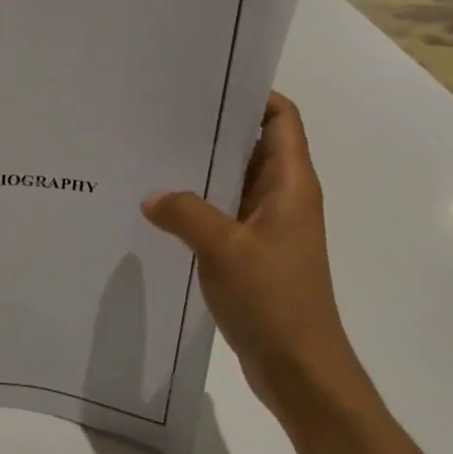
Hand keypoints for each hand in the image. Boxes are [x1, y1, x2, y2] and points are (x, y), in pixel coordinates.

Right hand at [142, 92, 361, 411]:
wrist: (300, 369)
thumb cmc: (274, 299)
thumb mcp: (224, 249)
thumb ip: (185, 213)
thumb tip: (152, 197)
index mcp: (291, 184)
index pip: (281, 118)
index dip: (253, 94)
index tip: (207, 83)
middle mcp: (284, 197)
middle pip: (253, 145)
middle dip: (216, 128)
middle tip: (164, 114)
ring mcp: (269, 226)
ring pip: (235, 180)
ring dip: (203, 169)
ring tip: (154, 152)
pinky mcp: (254, 252)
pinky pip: (225, 213)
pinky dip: (199, 204)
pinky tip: (162, 206)